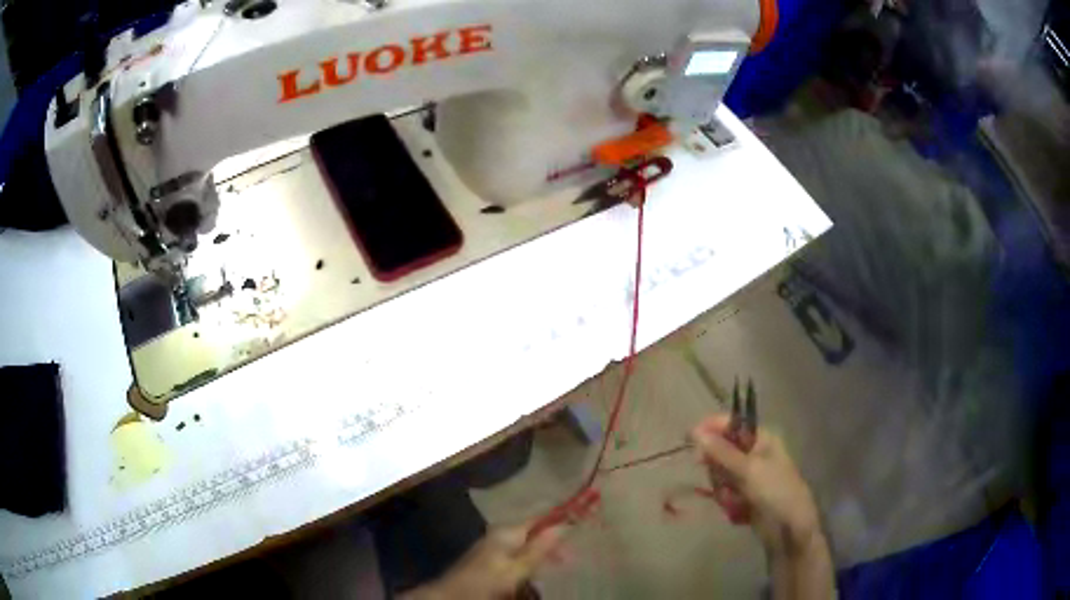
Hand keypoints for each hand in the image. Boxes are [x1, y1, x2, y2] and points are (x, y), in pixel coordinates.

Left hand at [403, 523, 565, 599]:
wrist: (450, 595)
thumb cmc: (485, 582)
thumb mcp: (516, 570)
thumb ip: (538, 549)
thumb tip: (564, 526)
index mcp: (507, 531)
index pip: (540, 518)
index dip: (560, 519)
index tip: (581, 525)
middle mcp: (500, 533)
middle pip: (535, 531)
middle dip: (554, 540)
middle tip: (573, 555)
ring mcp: (493, 545)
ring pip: (527, 543)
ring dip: (544, 551)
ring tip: (561, 563)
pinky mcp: (490, 558)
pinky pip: (518, 553)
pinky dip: (532, 559)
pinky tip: (538, 569)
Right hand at [690, 415, 821, 555]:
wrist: (789, 529)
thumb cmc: (775, 492)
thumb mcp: (748, 470)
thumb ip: (721, 452)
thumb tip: (695, 432)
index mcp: (761, 438)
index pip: (731, 424)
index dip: (710, 428)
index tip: (689, 437)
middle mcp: (754, 453)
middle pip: (720, 451)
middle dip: (718, 469)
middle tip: (724, 482)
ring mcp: (748, 475)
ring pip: (719, 475)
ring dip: (723, 489)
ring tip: (735, 500)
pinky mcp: (743, 495)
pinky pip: (724, 492)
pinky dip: (728, 501)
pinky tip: (738, 511)